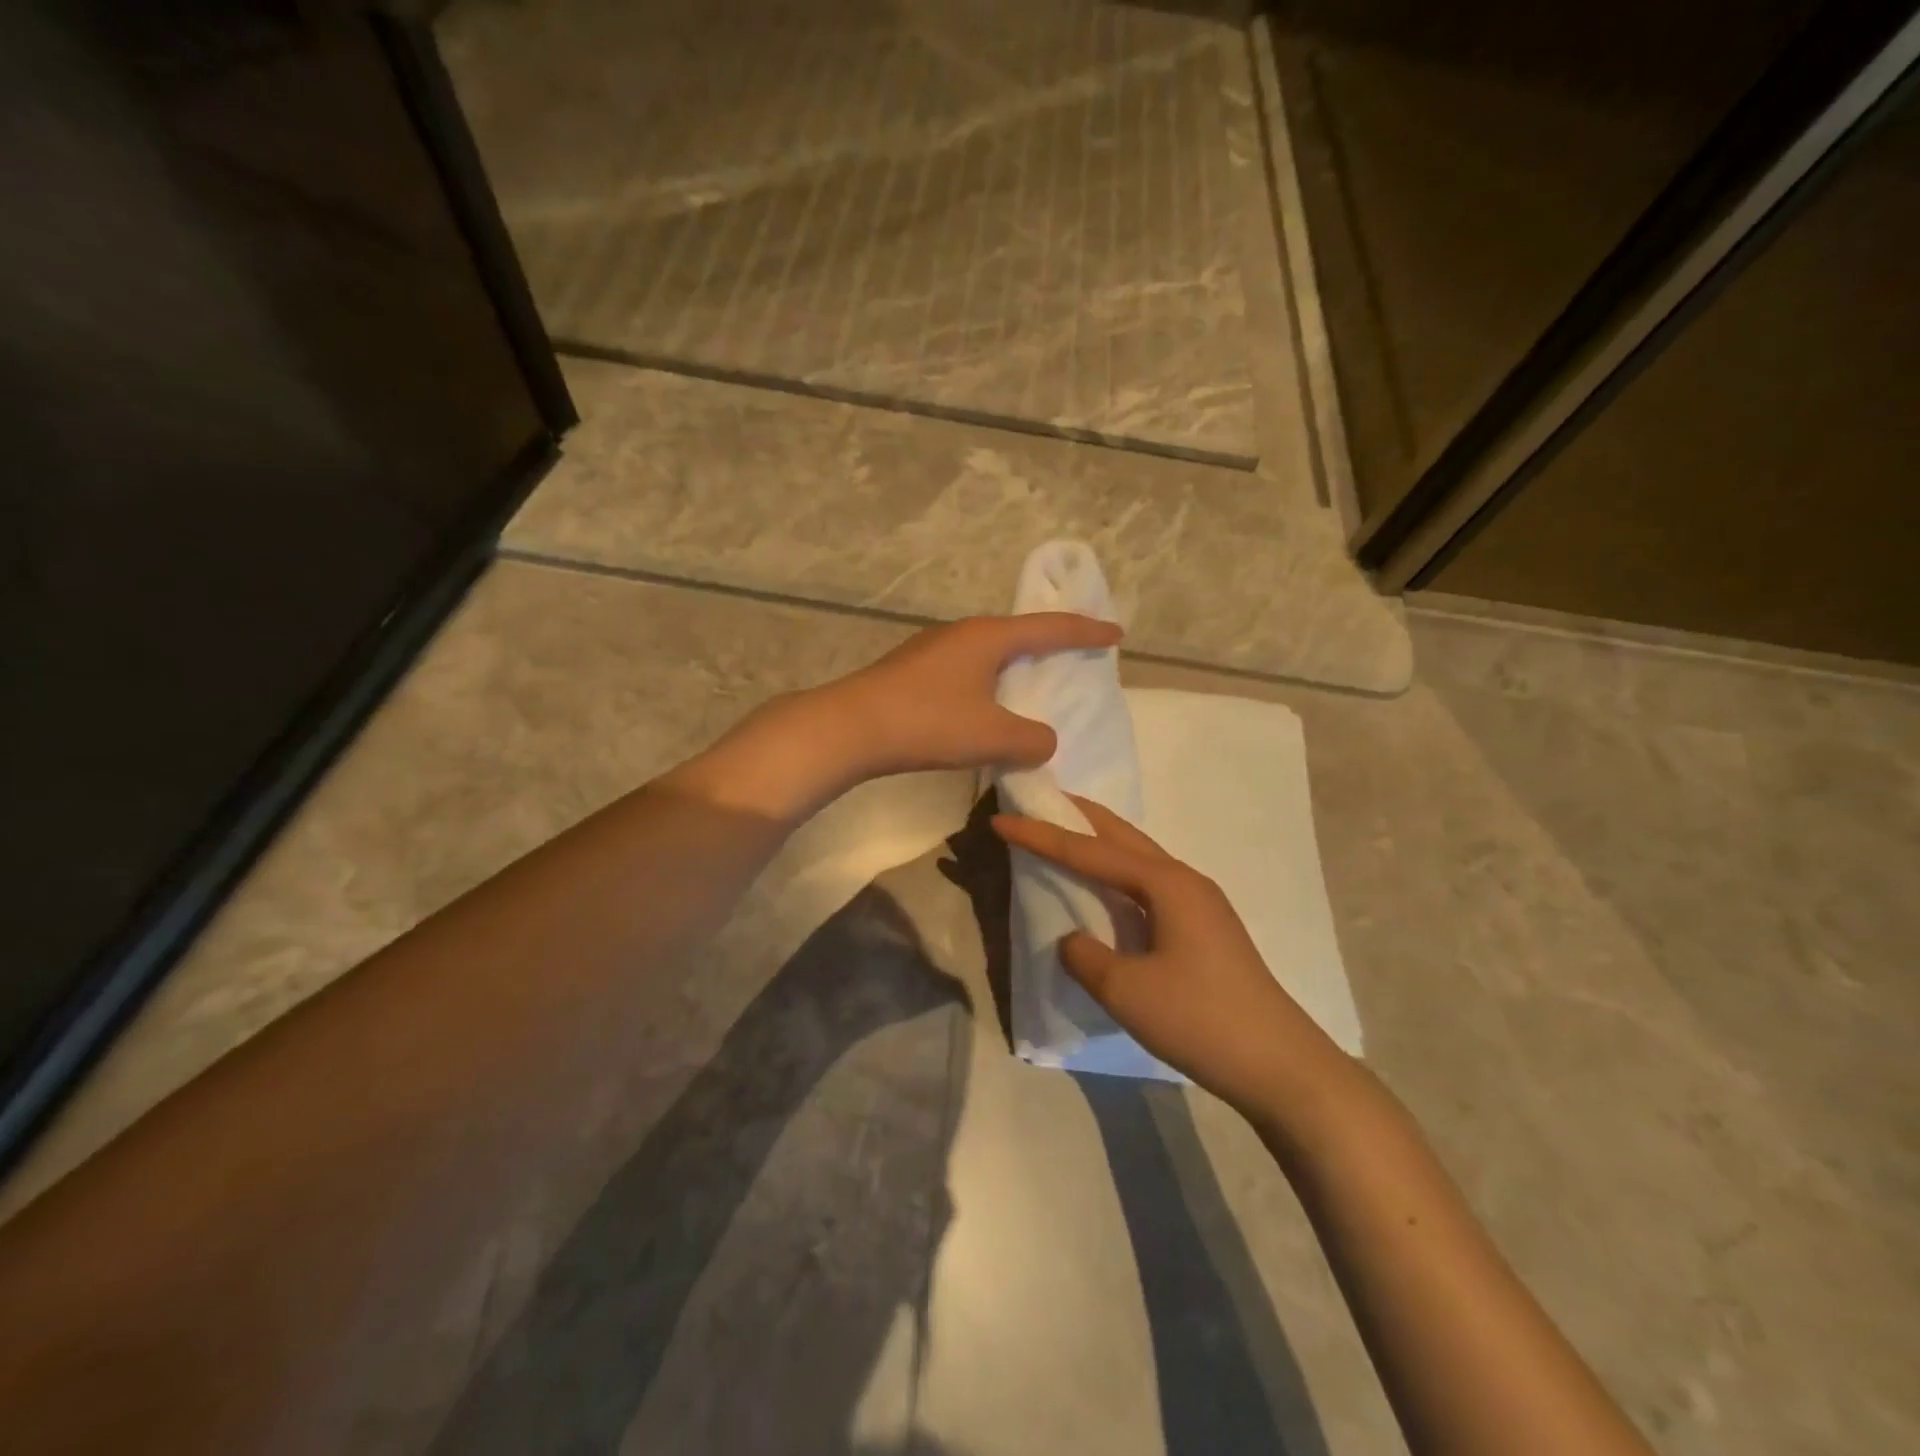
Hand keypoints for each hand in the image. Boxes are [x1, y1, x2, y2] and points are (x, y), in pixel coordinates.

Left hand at [819, 613, 1121, 777]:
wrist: (850, 728)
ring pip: (989, 652)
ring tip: (1034, 681)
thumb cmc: (928, 722)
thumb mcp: (992, 736)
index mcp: (988, 637)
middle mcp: (962, 633)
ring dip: (1015, 665)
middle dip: (1051, 642)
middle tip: (1077, 652)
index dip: (1087, 631)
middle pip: (1018, 632)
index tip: (1116, 632)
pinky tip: (986, 705)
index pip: (1050, 628)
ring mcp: (933, 650)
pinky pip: (968, 669)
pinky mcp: (914, 671)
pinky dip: (989, 682)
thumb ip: (1032, 740)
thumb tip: (1043, 741)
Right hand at [993, 796, 1347, 1114]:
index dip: (1041, 836)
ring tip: (1065, 834)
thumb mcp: (1127, 990)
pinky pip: (1148, 886)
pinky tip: (1106, 890)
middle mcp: (1184, 880)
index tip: (1001, 820)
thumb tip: (1073, 940)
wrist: (1280, 1066)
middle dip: (1078, 816)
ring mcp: (1199, 904)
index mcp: (1166, 883)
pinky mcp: (1204, 929)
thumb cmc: (1200, 1019)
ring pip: (1138, 858)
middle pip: (1122, 835)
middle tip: (1040, 801)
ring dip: (1100, 843)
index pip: (1090, 850)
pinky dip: (1117, 875)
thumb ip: (1085, 956)